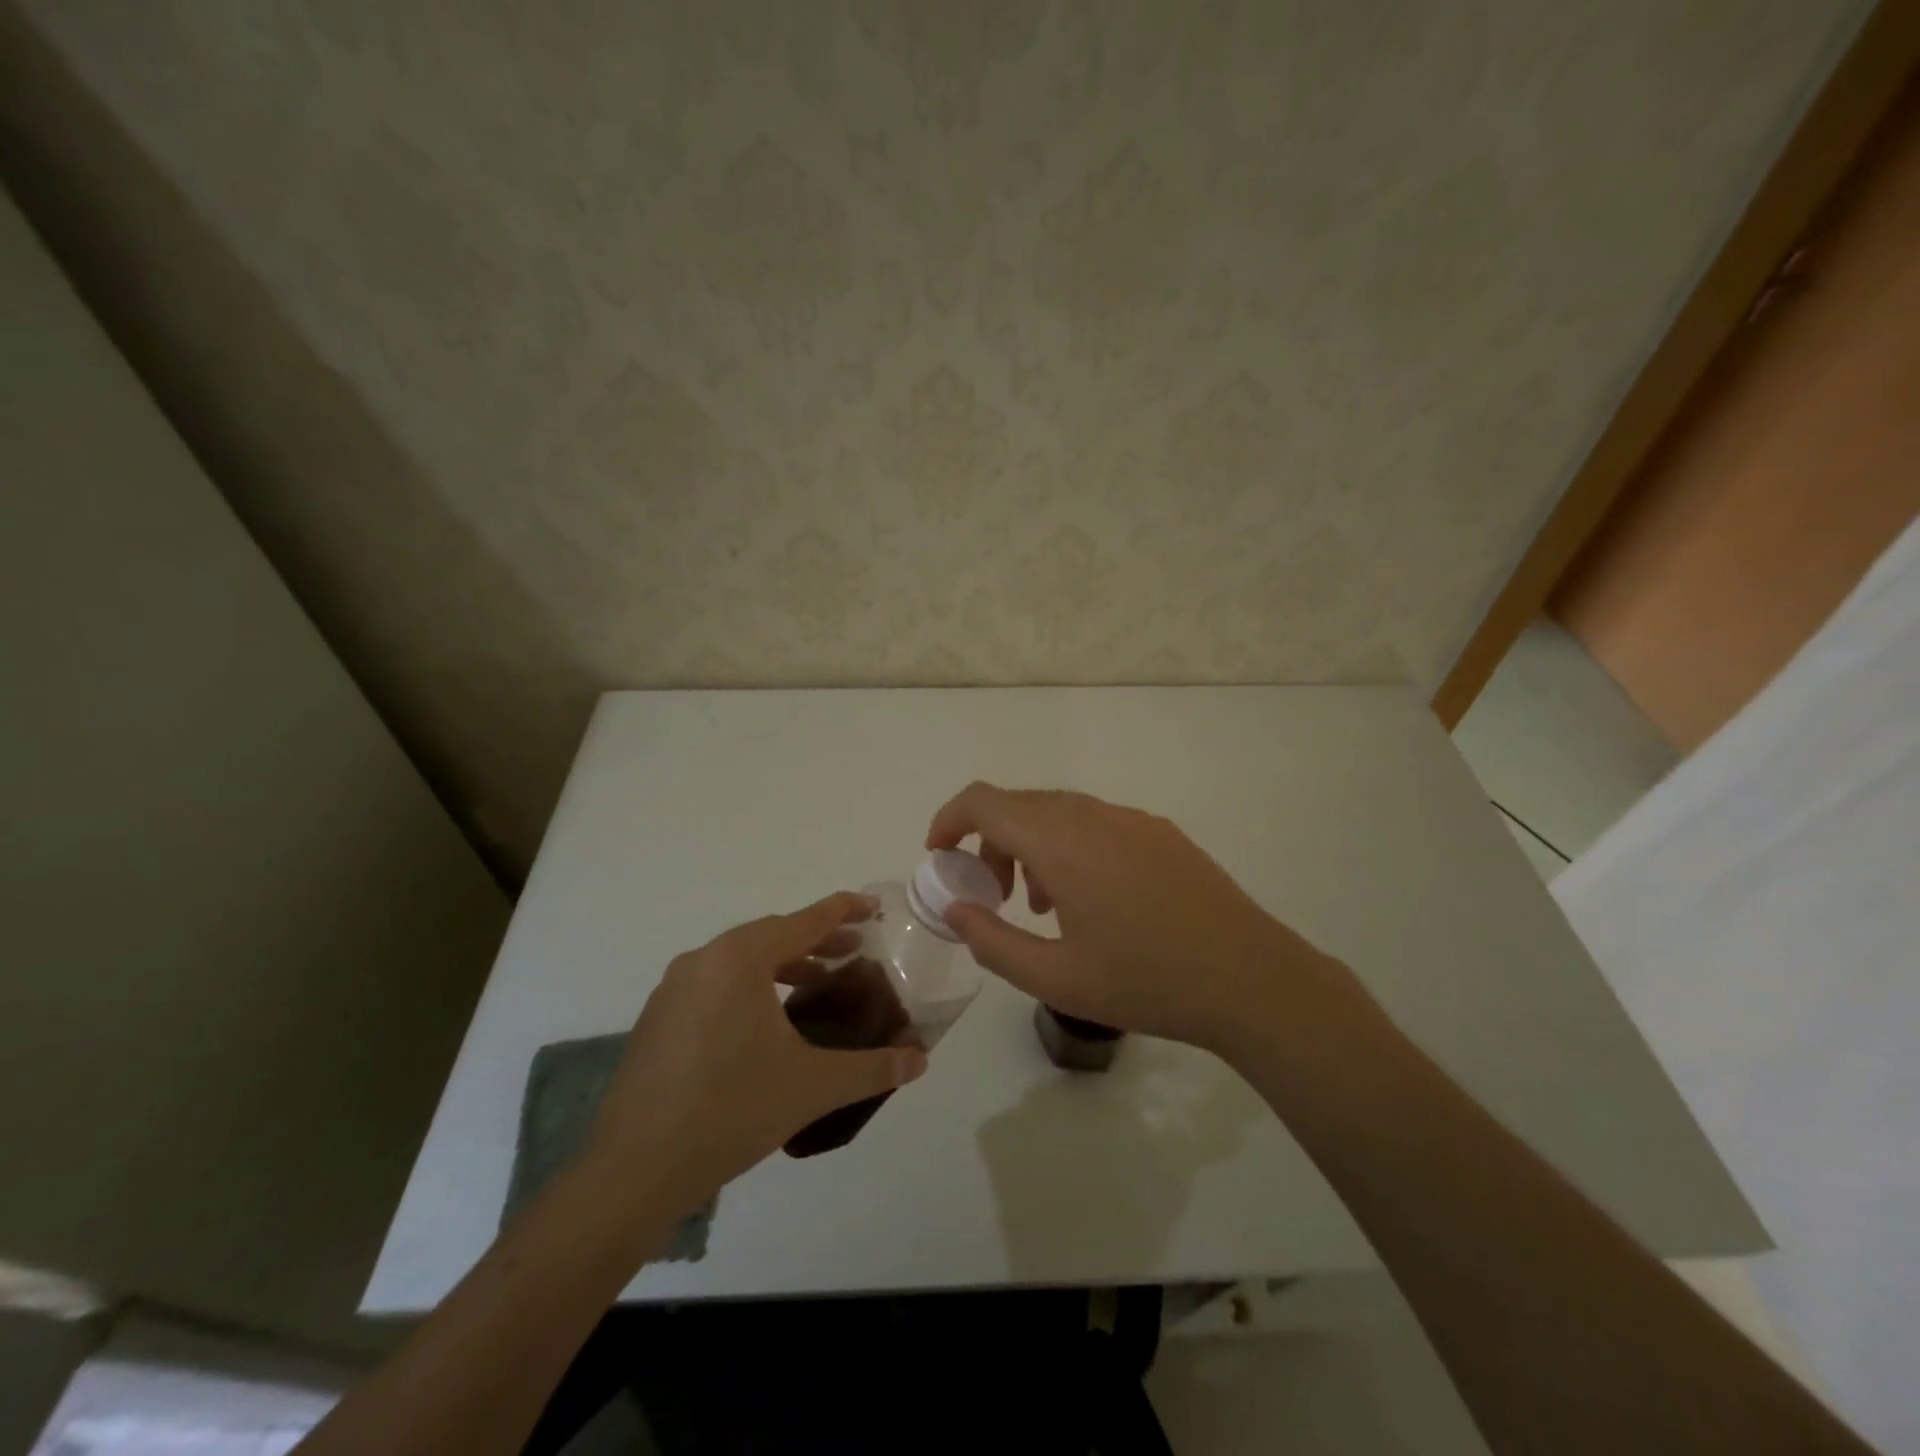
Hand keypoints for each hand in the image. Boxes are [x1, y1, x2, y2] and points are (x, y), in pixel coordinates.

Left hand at [581, 893, 926, 1213]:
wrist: (636, 1169)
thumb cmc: (732, 1110)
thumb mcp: (813, 1086)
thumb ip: (871, 1068)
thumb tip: (919, 1061)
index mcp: (740, 959)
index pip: (804, 920)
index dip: (843, 910)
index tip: (873, 907)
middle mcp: (704, 959)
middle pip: (772, 935)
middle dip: (816, 940)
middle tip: (854, 951)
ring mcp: (673, 988)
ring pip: (739, 959)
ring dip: (782, 964)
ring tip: (815, 985)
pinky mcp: (657, 1018)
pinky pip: (714, 984)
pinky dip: (749, 986)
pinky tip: (764, 1024)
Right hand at [926, 783, 1346, 1054]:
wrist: (1251, 979)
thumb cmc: (1146, 981)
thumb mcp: (1054, 977)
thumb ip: (991, 941)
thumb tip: (953, 909)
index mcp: (1061, 841)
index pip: (985, 801)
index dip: (950, 820)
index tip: (939, 856)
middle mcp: (1093, 814)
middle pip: (1019, 805)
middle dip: (989, 842)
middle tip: (991, 895)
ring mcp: (1132, 819)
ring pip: (1058, 812)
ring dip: (1030, 845)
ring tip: (1040, 905)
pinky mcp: (1160, 831)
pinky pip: (1095, 823)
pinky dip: (1069, 847)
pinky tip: (1091, 899)